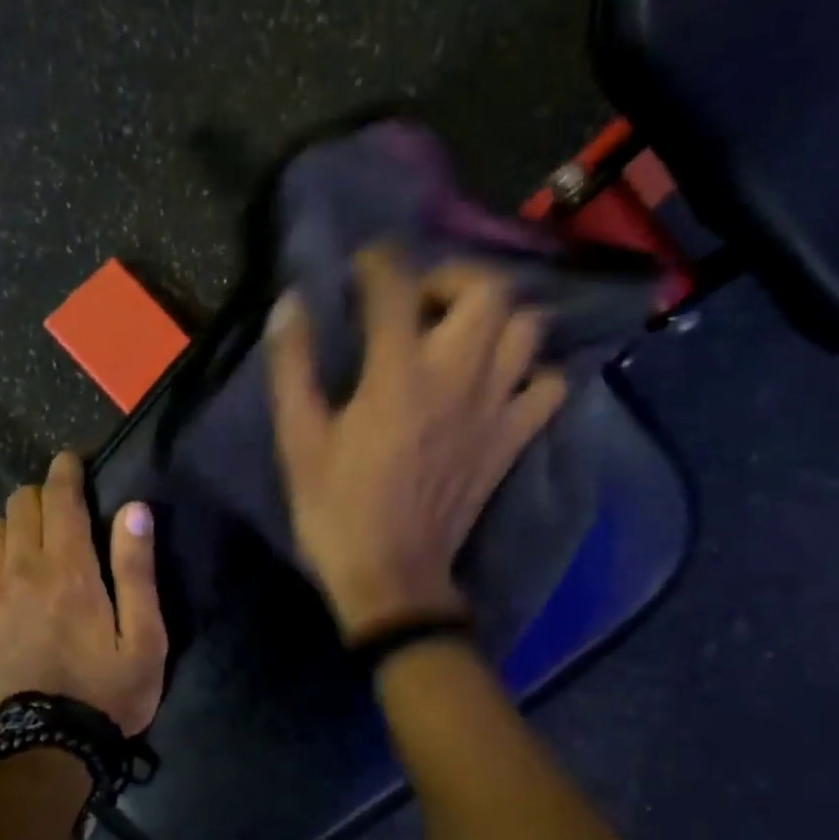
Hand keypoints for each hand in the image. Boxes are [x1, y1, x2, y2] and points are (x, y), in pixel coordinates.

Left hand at [0, 451, 168, 735]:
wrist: (48, 748)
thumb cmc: (108, 691)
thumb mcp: (145, 637)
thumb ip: (136, 569)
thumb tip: (134, 509)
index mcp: (69, 571)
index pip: (60, 498)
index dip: (66, 471)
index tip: (72, 462)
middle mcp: (21, 571)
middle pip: (20, 504)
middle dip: (43, 495)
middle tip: (63, 511)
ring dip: (16, 524)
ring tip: (35, 544)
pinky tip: (9, 576)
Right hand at [267, 247, 568, 638]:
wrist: (393, 578)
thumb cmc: (336, 509)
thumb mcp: (297, 440)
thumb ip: (292, 366)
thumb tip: (290, 303)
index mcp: (397, 375)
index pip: (398, 286)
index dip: (379, 261)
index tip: (362, 265)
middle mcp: (457, 378)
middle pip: (487, 290)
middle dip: (452, 276)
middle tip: (418, 300)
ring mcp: (495, 408)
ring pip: (527, 328)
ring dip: (495, 315)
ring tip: (458, 332)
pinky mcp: (513, 439)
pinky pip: (548, 385)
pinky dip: (530, 370)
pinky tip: (497, 380)